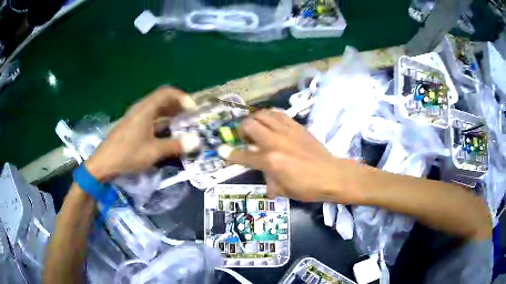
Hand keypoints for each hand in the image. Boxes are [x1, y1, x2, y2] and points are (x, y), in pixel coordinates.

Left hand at [86, 87, 200, 180]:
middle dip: (177, 105)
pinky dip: (161, 121)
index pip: (166, 92)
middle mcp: (140, 108)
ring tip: (182, 124)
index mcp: (145, 109)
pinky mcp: (132, 126)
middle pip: (161, 99)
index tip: (192, 109)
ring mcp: (135, 117)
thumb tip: (196, 141)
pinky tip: (166, 132)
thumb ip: (175, 145)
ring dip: (169, 113)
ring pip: (155, 109)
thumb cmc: (128, 154)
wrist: (104, 163)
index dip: (182, 97)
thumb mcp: (153, 151)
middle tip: (190, 116)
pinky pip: (150, 117)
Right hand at [219, 110, 364, 202]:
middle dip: (241, 130)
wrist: (331, 175)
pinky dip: (270, 115)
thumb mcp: (282, 190)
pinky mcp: (297, 125)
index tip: (221, 151)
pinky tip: (270, 121)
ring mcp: (286, 131)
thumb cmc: (307, 187)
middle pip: (249, 125)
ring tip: (256, 127)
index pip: (243, 155)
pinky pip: (278, 113)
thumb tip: (263, 173)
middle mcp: (275, 142)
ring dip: (254, 119)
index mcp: (270, 161)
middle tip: (244, 138)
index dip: (229, 154)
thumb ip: (267, 179)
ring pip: (262, 114)